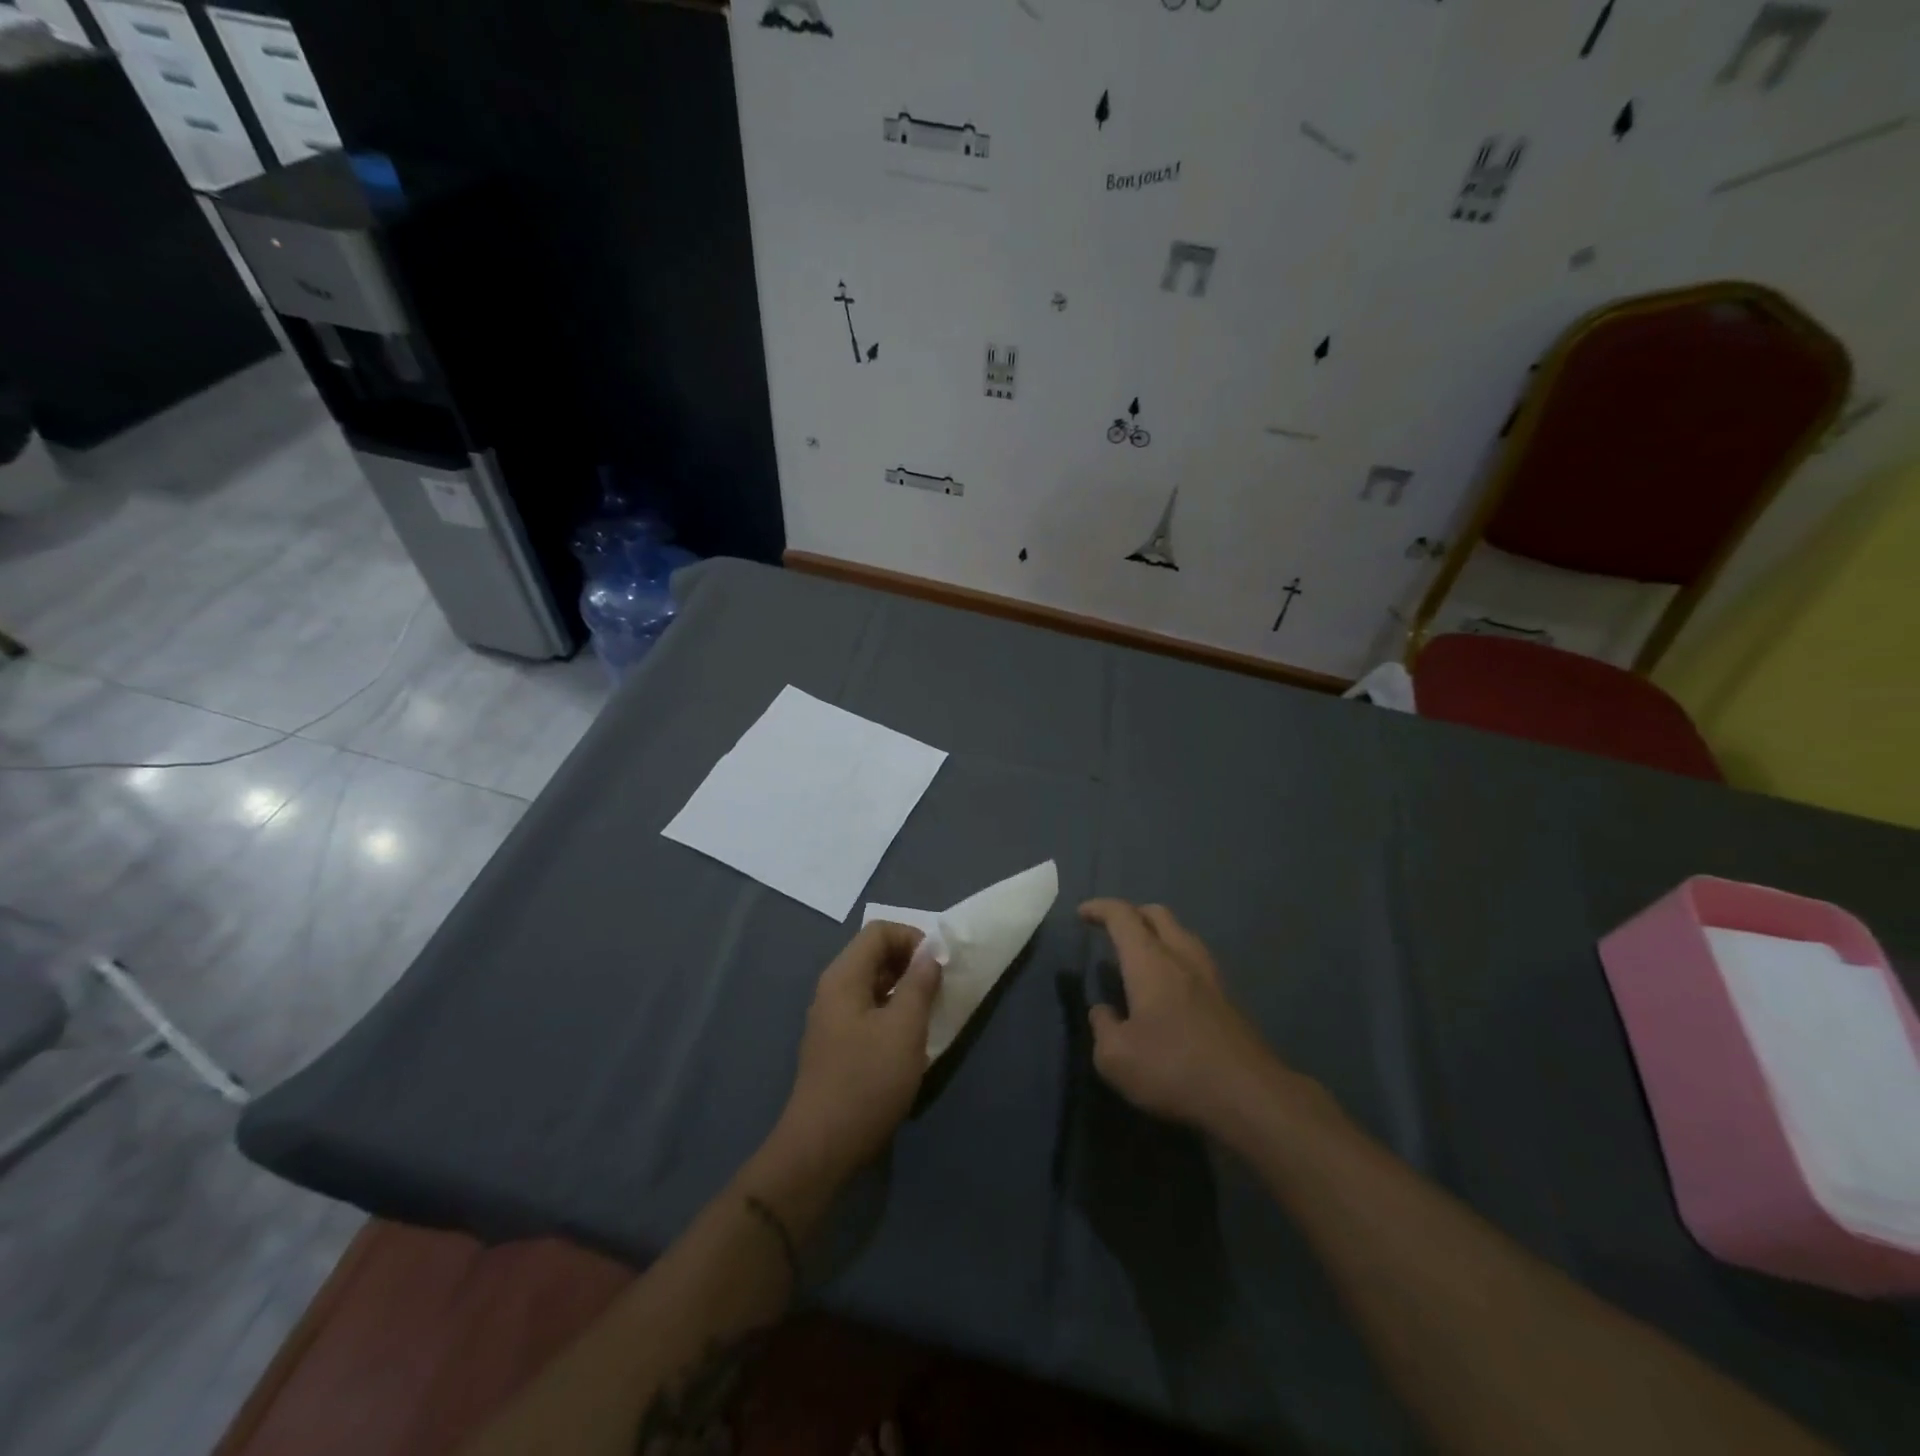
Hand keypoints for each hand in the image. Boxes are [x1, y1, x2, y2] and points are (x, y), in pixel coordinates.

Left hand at [769, 922, 941, 1183]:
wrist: (822, 1148)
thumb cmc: (867, 1081)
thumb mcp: (904, 1029)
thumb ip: (919, 984)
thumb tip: (930, 953)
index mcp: (843, 977)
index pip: (879, 932)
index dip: (913, 938)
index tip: (938, 965)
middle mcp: (833, 990)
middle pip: (874, 955)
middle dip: (910, 963)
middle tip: (939, 988)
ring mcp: (832, 1019)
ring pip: (873, 984)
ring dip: (904, 989)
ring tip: (930, 1012)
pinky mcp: (836, 1045)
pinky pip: (868, 1010)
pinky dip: (892, 1012)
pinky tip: (909, 1040)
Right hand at [1081, 899, 1311, 1138]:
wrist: (1250, 1097)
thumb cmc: (1173, 1069)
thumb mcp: (1116, 1057)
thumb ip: (1102, 1027)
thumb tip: (1104, 1012)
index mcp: (1149, 962)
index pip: (1122, 916)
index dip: (1100, 909)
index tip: (1083, 913)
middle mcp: (1182, 958)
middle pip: (1158, 915)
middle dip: (1132, 913)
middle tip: (1113, 928)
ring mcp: (1211, 978)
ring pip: (1182, 935)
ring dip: (1159, 935)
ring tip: (1141, 955)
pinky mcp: (1228, 1002)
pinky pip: (1196, 962)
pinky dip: (1177, 960)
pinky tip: (1170, 988)